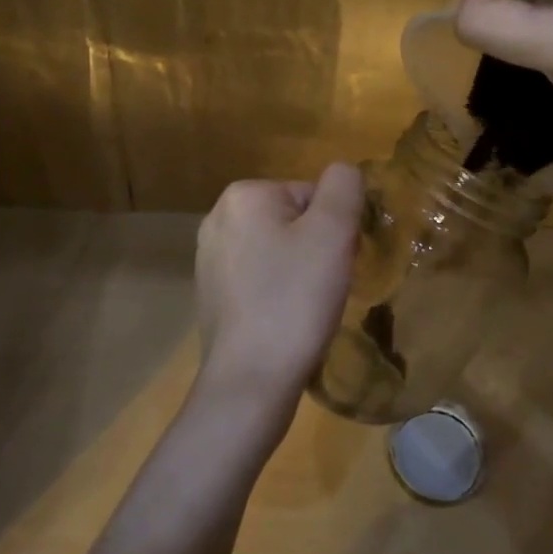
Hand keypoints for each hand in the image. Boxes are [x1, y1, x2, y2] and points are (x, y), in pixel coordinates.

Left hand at [192, 162, 362, 436]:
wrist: (250, 380)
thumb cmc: (295, 299)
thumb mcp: (333, 231)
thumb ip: (344, 187)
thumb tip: (343, 173)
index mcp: (244, 195)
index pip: (313, 195)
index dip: (335, 228)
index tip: (337, 263)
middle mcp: (218, 218)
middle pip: (294, 220)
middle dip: (316, 248)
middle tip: (324, 286)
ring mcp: (209, 259)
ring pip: (278, 251)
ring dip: (300, 272)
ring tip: (306, 307)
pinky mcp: (211, 294)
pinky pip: (260, 279)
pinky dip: (278, 294)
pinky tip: (285, 321)